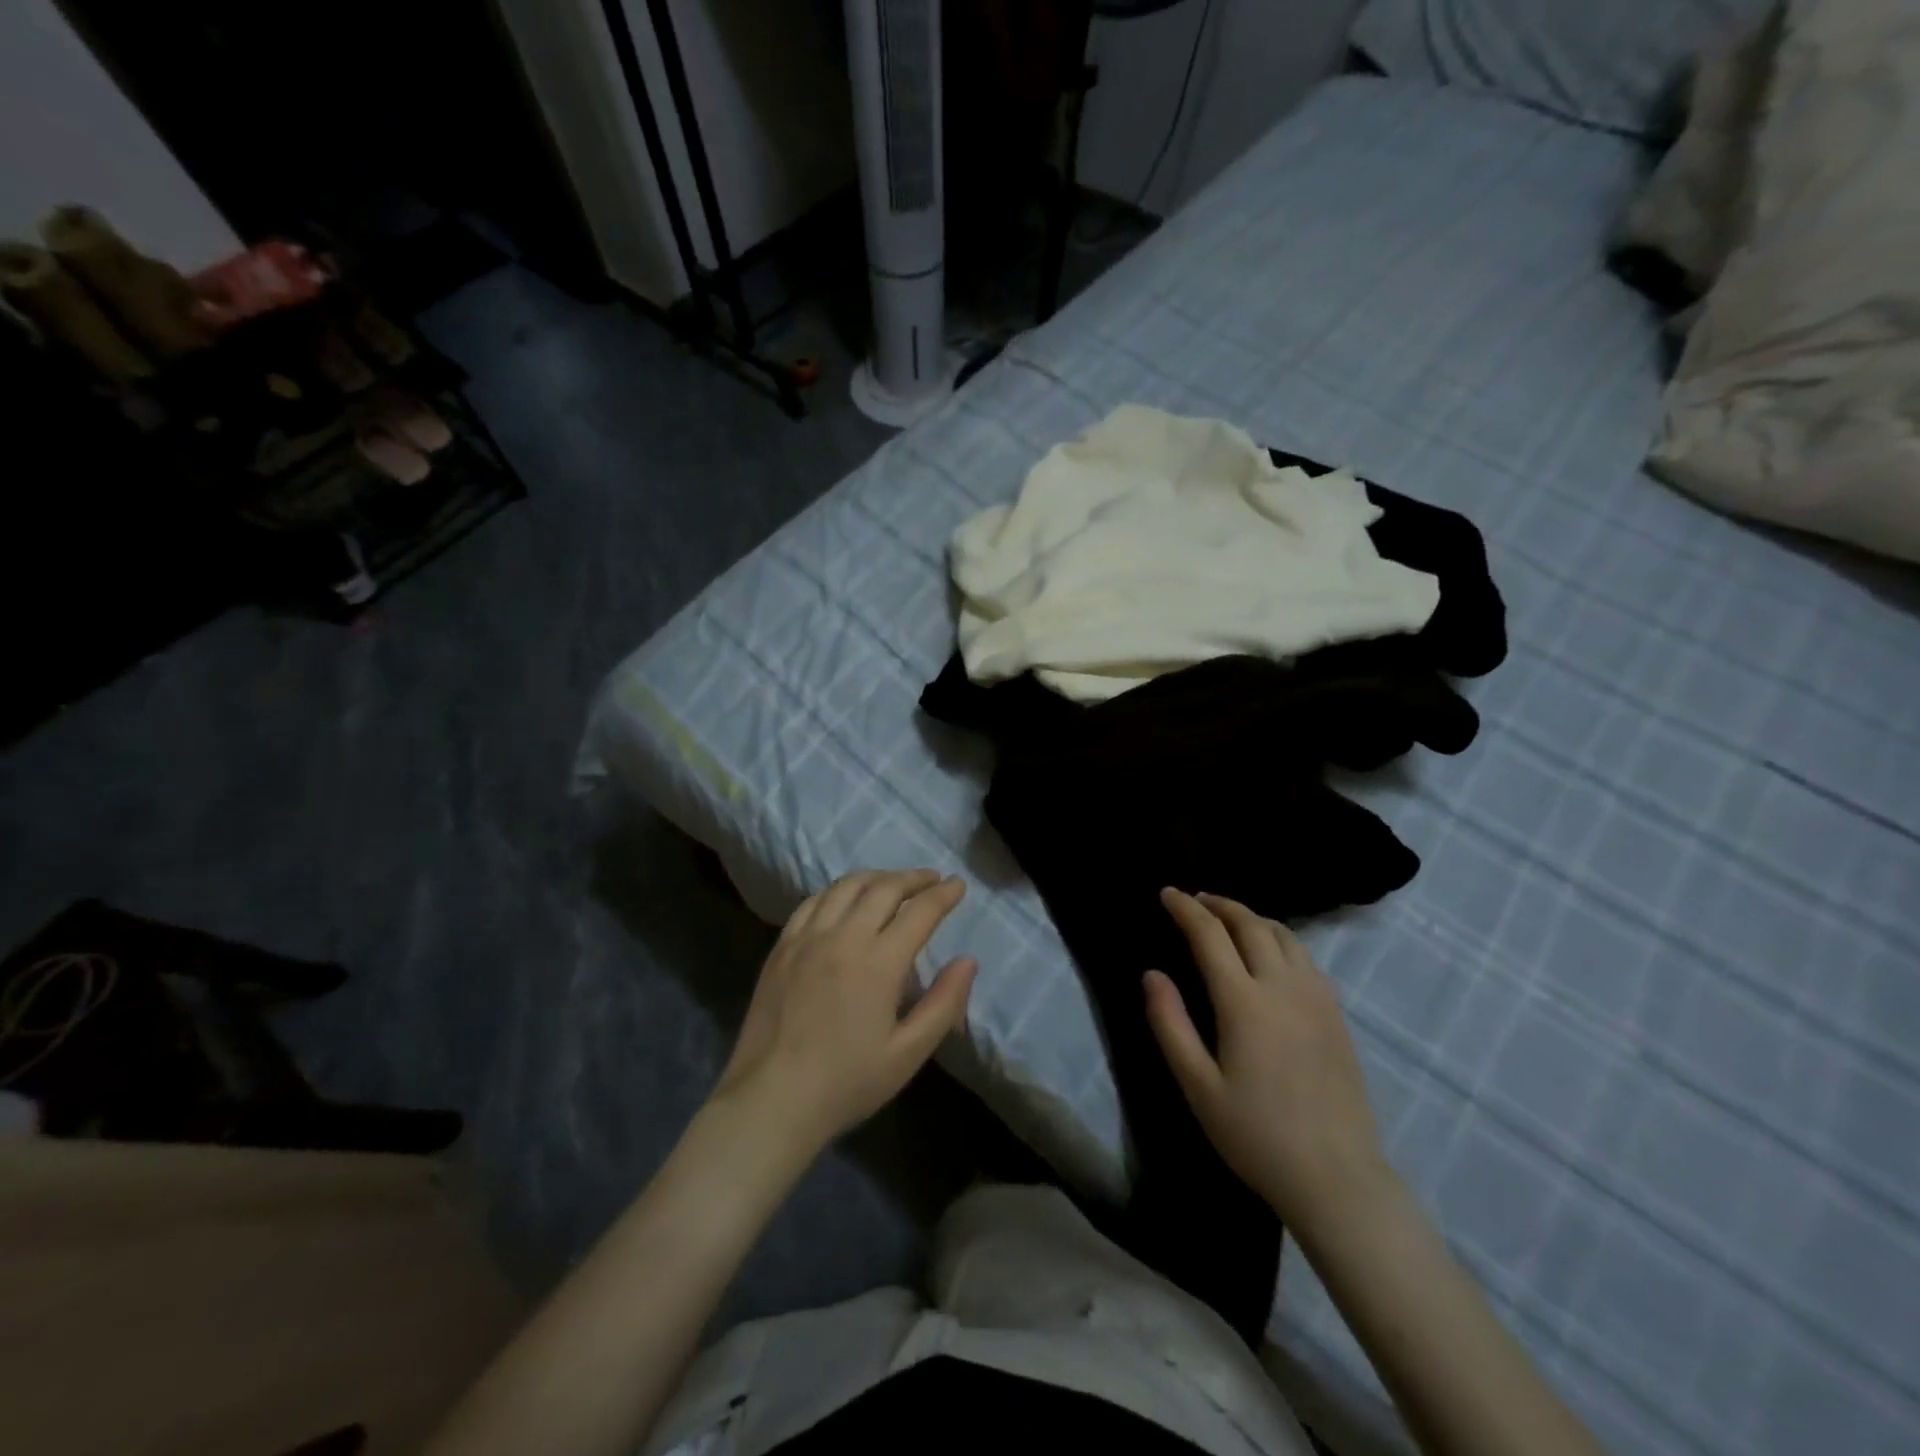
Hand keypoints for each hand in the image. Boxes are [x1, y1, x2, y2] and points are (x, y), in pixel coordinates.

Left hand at [712, 869, 975, 1151]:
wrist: (770, 1101)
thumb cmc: (845, 1083)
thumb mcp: (907, 1054)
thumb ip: (943, 1004)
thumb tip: (968, 961)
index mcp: (878, 963)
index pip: (919, 912)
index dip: (943, 894)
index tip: (958, 885)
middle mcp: (842, 938)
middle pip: (884, 888)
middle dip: (914, 878)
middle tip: (933, 879)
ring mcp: (807, 938)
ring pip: (846, 886)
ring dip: (877, 877)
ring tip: (894, 883)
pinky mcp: (782, 947)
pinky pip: (813, 902)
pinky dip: (838, 891)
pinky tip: (846, 898)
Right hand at [1145, 889, 1391, 1233]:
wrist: (1337, 1178)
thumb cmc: (1256, 1135)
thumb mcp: (1198, 1086)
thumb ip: (1170, 1024)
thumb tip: (1152, 974)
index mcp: (1244, 1002)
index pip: (1210, 934)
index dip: (1186, 908)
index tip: (1167, 893)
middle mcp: (1283, 986)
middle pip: (1250, 924)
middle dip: (1219, 904)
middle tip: (1195, 899)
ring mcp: (1317, 998)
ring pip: (1284, 935)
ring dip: (1251, 917)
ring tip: (1229, 920)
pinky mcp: (1336, 1014)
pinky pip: (1305, 958)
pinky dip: (1279, 940)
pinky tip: (1269, 955)